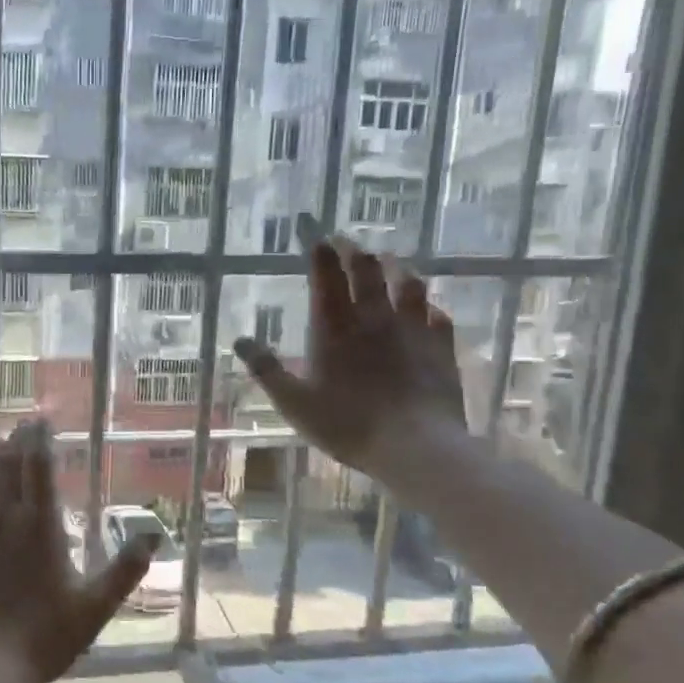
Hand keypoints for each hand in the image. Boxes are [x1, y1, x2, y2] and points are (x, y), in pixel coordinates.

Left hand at [0, 420, 157, 682]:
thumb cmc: (43, 636)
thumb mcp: (95, 607)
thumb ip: (125, 569)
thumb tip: (155, 535)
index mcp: (39, 526)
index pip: (37, 467)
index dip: (40, 439)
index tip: (41, 419)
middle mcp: (3, 519)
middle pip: (6, 465)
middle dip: (16, 440)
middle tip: (23, 426)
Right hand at [233, 236, 467, 488]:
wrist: (416, 446)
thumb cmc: (348, 425)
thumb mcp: (294, 403)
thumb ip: (267, 370)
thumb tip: (241, 341)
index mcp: (335, 328)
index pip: (326, 277)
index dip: (320, 253)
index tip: (315, 237)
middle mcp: (374, 318)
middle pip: (366, 269)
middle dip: (353, 250)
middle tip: (345, 241)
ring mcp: (413, 329)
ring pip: (407, 283)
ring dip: (395, 266)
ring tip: (388, 260)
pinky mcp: (441, 346)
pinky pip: (437, 314)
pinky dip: (427, 305)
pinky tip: (426, 308)